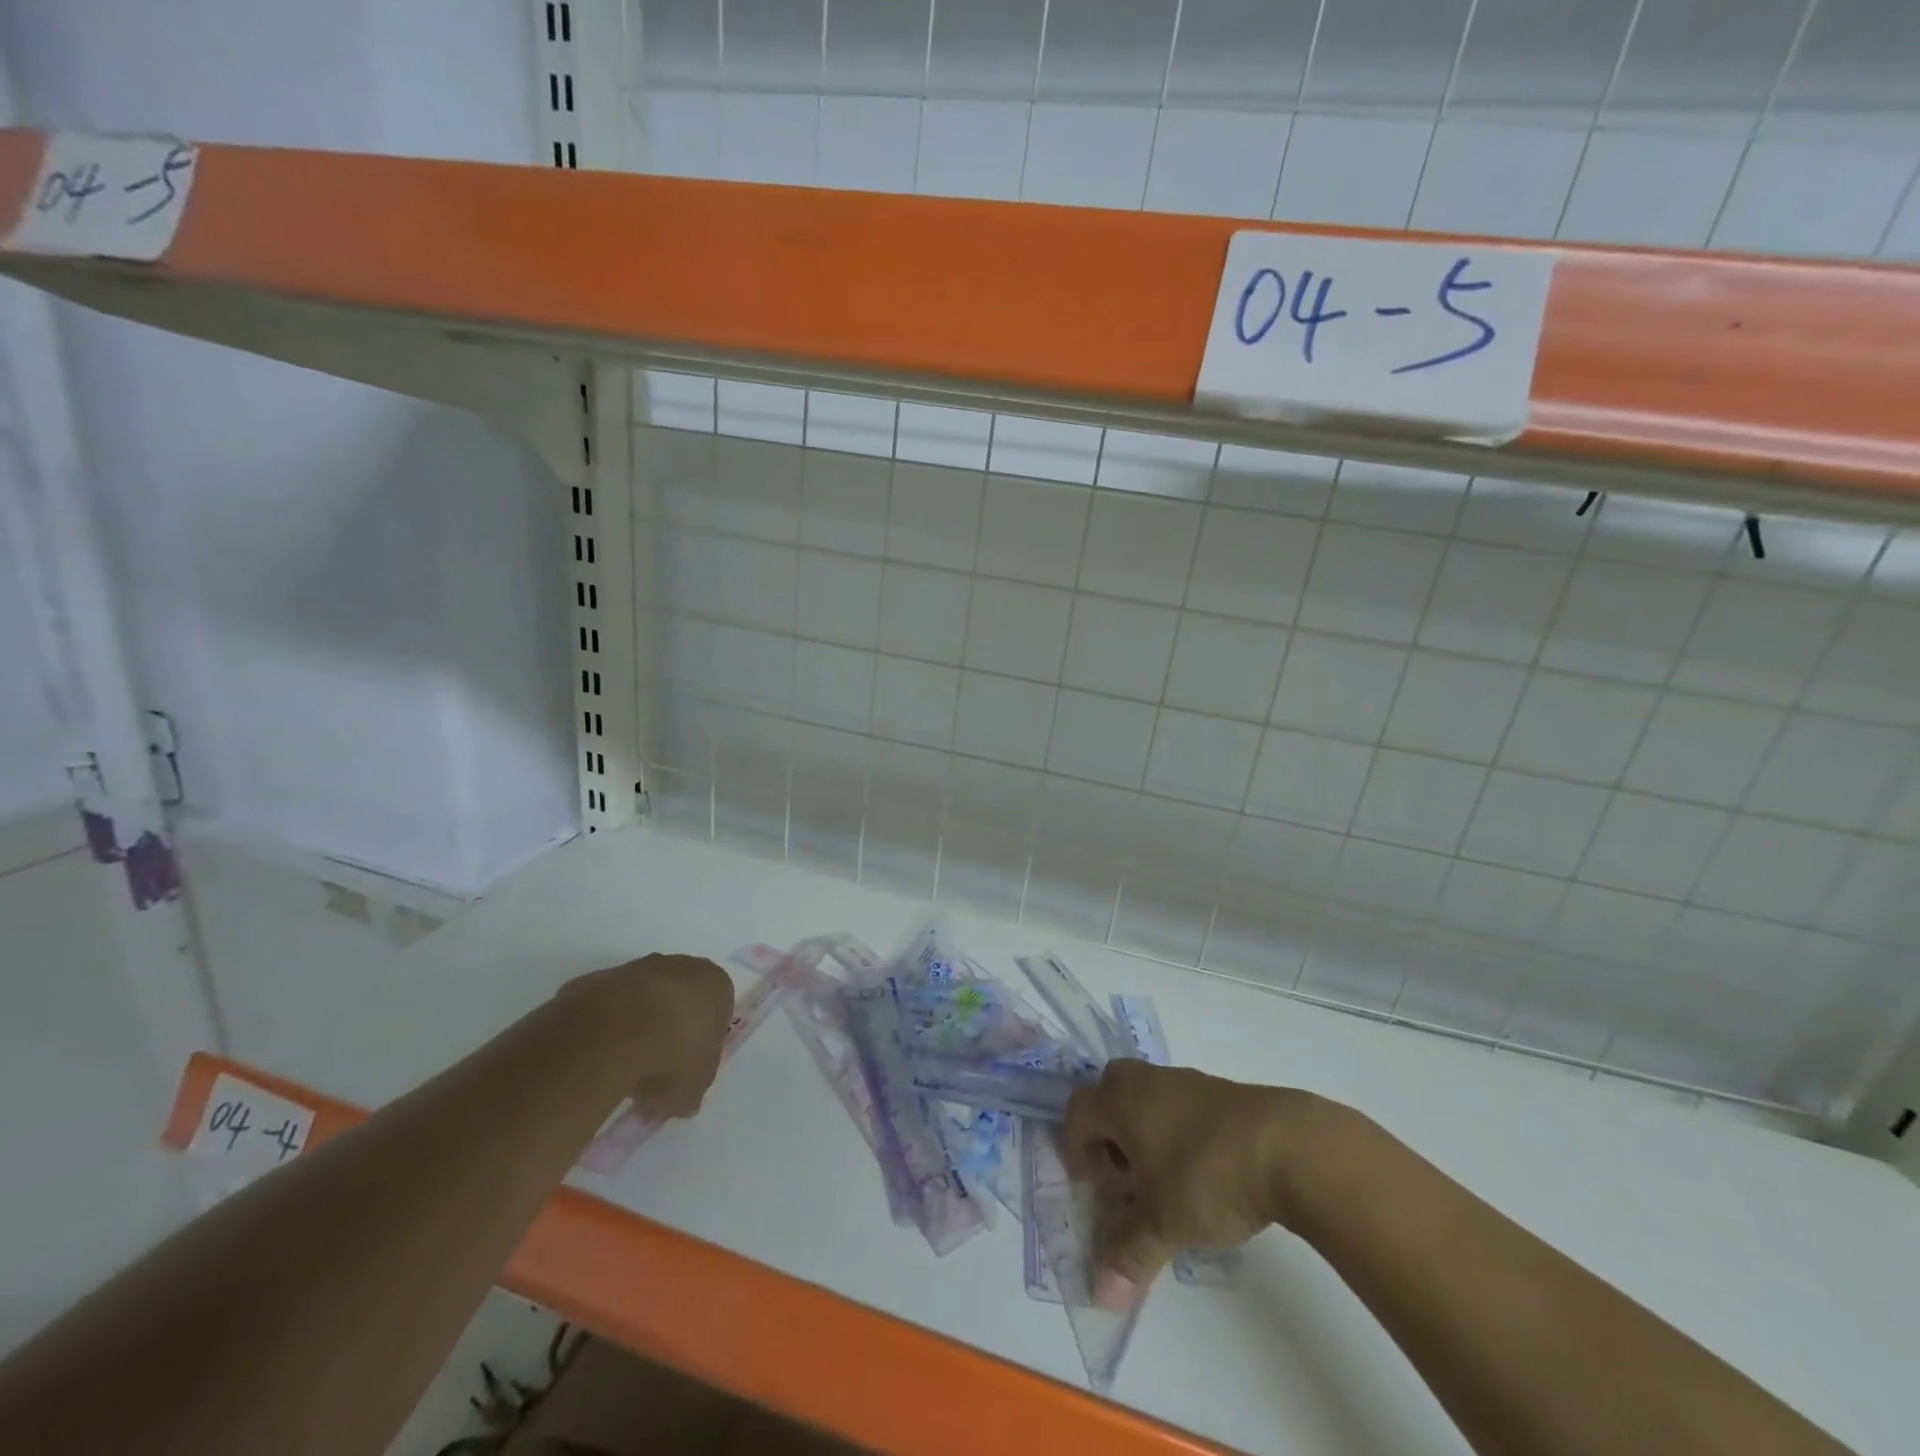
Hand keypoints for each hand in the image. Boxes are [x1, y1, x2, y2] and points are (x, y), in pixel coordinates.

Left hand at [564, 954, 734, 1119]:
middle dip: (669, 1027)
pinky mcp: (597, 978)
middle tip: (656, 1067)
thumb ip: (692, 1090)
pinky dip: (602, 1026)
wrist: (611, 1035)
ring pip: (640, 997)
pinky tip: (594, 1056)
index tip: (688, 1067)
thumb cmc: (672, 1056)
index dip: (704, 1040)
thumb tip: (681, 1099)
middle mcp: (679, 966)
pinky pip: (605, 1005)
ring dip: (634, 1024)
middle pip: (679, 996)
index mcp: (715, 984)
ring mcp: (636, 968)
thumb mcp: (693, 1089)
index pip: (718, 1008)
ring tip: (620, 1067)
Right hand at [1064, 1059, 1310, 1284]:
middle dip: (1109, 1130)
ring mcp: (1187, 1080)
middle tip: (1125, 1173)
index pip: (1079, 1110)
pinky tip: (1204, 1170)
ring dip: (1145, 1130)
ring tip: (1166, 1179)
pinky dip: (1179, 1129)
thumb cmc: (1206, 1176)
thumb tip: (1103, 1297)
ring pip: (1148, 1095)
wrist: (1287, 1146)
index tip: (1097, 1186)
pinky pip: (1181, 1102)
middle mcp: (1147, 1081)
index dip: (1078, 1148)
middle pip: (1110, 1090)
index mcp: (1121, 1100)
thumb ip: (1130, 1256)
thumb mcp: (1163, 1224)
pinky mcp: (1221, 1090)